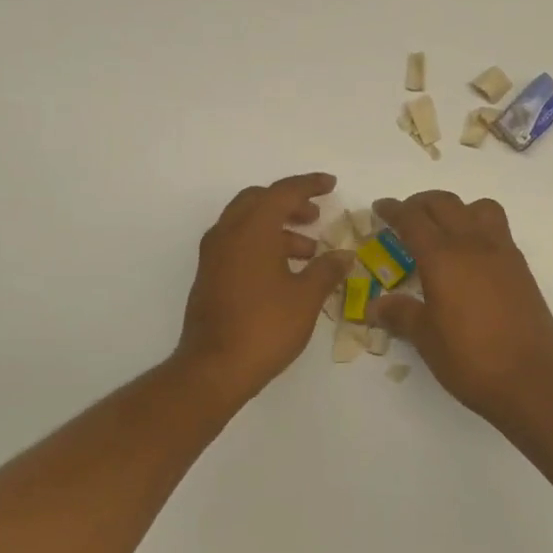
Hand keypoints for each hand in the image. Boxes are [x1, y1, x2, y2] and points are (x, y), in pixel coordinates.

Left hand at [177, 173, 352, 400]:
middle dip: (289, 203)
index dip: (309, 185)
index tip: (331, 184)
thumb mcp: (306, 297)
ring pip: (246, 223)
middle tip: (316, 217)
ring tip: (309, 252)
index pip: (283, 192)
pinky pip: (237, 244)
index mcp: (252, 229)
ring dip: (277, 228)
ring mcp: (213, 255)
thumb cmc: (265, 326)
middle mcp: (227, 233)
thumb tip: (343, 255)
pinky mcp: (209, 276)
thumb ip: (327, 270)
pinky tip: (285, 272)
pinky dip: (262, 245)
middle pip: (258, 201)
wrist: (214, 368)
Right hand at [370, 191, 552, 427]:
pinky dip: (479, 227)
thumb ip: (400, 314)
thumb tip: (375, 305)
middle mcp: (473, 244)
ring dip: (457, 209)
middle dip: (421, 203)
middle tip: (405, 216)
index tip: (380, 208)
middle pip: (445, 204)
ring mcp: (502, 253)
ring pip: (478, 208)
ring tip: (444, 230)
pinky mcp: (521, 268)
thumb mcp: (426, 338)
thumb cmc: (470, 358)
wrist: (531, 378)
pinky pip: (498, 230)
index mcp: (443, 257)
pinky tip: (471, 256)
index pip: (413, 219)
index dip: (393, 210)